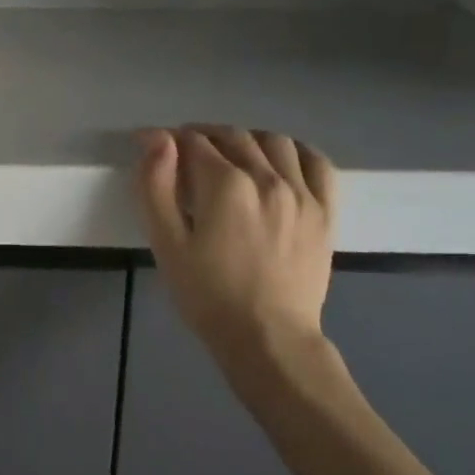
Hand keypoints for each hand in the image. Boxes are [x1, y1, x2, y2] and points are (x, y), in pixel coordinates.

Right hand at [136, 126, 337, 368]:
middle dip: (202, 136)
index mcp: (225, 186)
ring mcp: (302, 193)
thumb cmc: (207, 295)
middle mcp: (268, 178)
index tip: (149, 144)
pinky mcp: (325, 211)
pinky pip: (316, 163)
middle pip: (232, 136)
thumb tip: (157, 139)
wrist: (267, 338)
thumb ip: (157, 186)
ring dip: (245, 139)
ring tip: (228, 155)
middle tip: (183, 153)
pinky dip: (294, 151)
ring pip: (273, 142)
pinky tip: (279, 160)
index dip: (166, 139)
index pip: (192, 142)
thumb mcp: (167, 243)